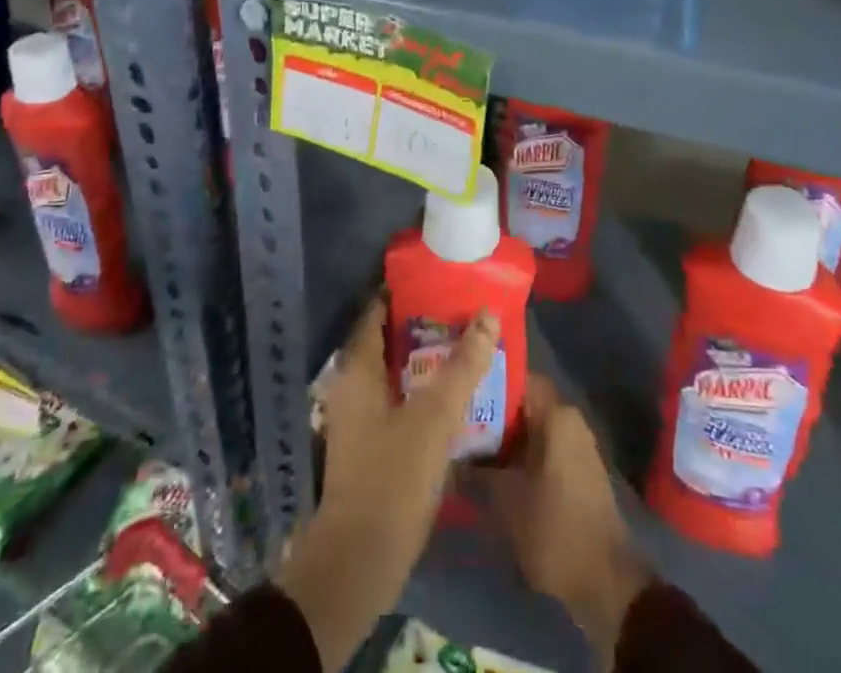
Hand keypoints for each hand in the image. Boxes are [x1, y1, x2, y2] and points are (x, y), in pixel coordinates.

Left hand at [276, 299, 500, 672]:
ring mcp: (358, 418)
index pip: (377, 310)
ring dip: (426, 361)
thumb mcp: (435, 417)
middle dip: (423, 324)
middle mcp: (352, 385)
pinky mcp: (369, 446)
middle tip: (462, 312)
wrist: (359, 562)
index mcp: (357, 368)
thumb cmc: (393, 477)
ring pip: (395, 373)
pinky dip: (422, 391)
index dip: (404, 290)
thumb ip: (463, 366)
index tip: (438, 279)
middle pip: (388, 339)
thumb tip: (488, 314)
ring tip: (465, 348)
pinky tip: (453, 398)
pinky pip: (398, 401)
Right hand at [482, 375, 649, 661]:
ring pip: (530, 427)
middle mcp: (569, 419)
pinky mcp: (576, 469)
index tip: (458, 389)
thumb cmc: (554, 529)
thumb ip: (477, 468)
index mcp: (556, 415)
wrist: (604, 582)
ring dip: (503, 436)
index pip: (517, 378)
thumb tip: (450, 450)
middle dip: (490, 412)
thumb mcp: (505, 499)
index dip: (486, 381)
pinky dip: (518, 453)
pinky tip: (492, 469)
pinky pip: (541, 446)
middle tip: (455, 421)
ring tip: (467, 445)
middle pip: (522, 403)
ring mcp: (575, 444)